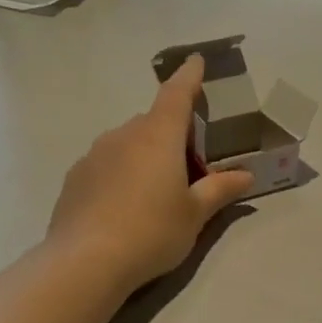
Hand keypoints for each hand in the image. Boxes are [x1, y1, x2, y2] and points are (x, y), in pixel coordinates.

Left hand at [47, 53, 256, 290]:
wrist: (85, 261)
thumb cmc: (151, 232)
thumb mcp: (194, 215)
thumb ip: (220, 190)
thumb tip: (246, 175)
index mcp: (158, 136)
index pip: (177, 94)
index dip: (189, 77)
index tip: (196, 61)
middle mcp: (124, 135)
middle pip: (153, 123)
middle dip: (172, 135)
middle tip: (188, 167)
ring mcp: (94, 155)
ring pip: (127, 143)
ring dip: (144, 155)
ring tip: (155, 192)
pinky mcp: (75, 178)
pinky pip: (106, 165)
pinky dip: (120, 174)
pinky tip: (124, 207)